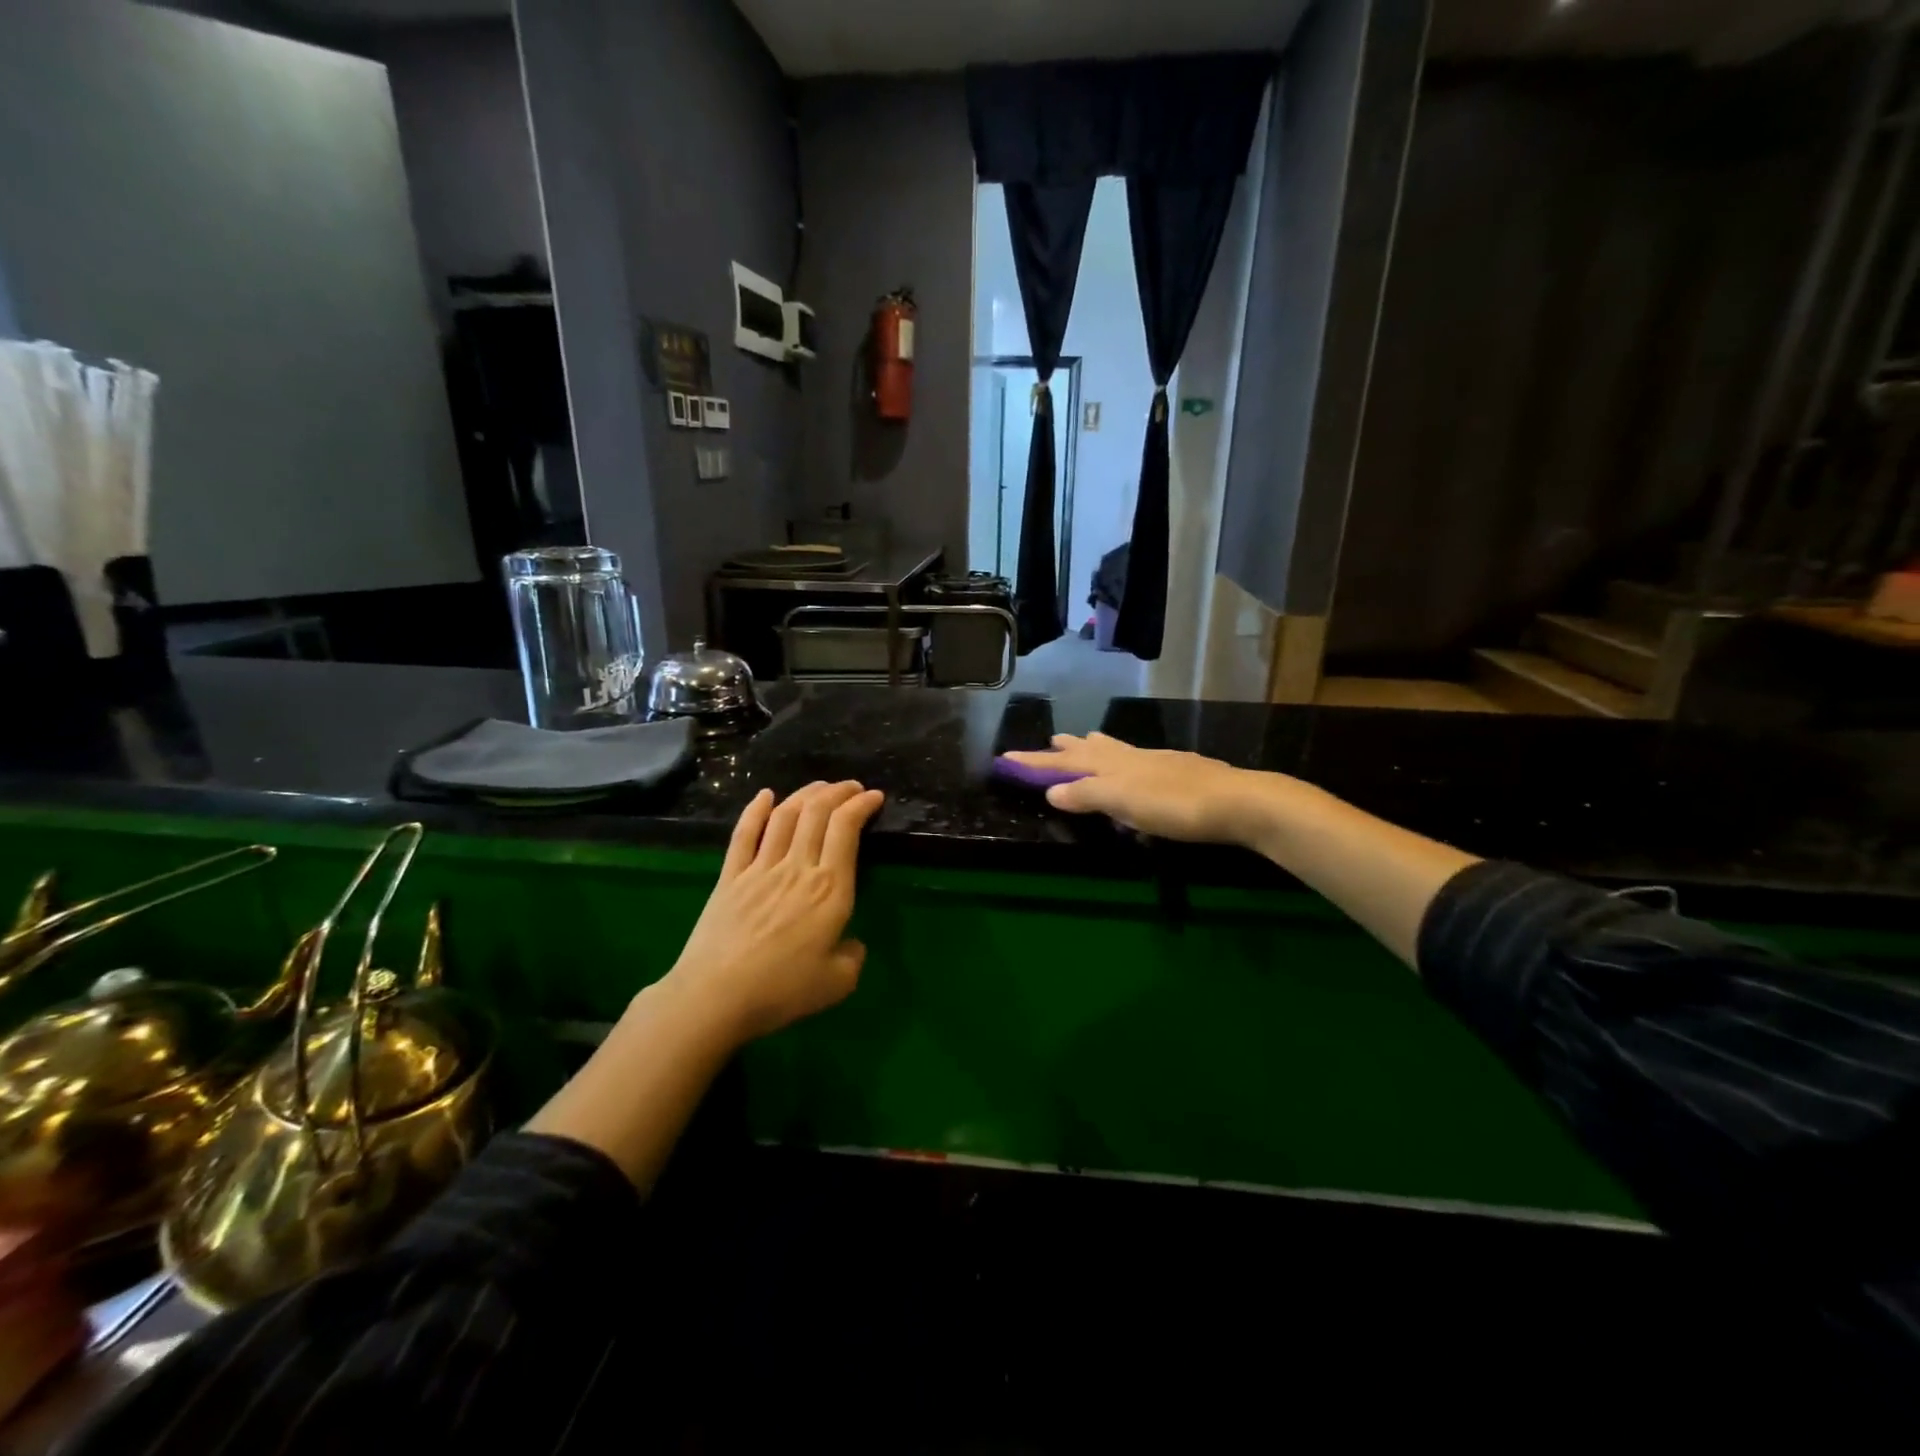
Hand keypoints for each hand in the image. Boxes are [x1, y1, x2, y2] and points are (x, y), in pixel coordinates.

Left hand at [663, 780, 885, 1043]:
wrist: (714, 996)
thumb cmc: (781, 991)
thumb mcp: (837, 983)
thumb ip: (854, 957)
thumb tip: (852, 943)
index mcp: (830, 890)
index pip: (846, 830)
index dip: (861, 806)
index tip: (874, 797)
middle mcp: (797, 868)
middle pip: (817, 813)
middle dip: (839, 792)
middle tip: (852, 788)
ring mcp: (760, 868)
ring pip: (785, 816)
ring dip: (805, 794)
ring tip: (820, 788)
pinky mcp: (730, 877)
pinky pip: (744, 834)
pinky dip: (756, 810)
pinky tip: (765, 795)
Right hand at [1004, 732, 1284, 845]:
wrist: (1237, 801)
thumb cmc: (1174, 805)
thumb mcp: (1123, 802)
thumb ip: (1087, 795)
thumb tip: (1050, 791)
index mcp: (1112, 765)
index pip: (1064, 763)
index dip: (1036, 762)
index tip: (1008, 757)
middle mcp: (1130, 758)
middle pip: (1090, 750)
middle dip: (1066, 749)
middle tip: (1050, 740)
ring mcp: (1156, 762)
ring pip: (1116, 750)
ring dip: (1094, 747)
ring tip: (1084, 740)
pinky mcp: (1177, 772)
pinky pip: (1137, 761)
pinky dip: (1123, 760)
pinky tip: (1134, 767)